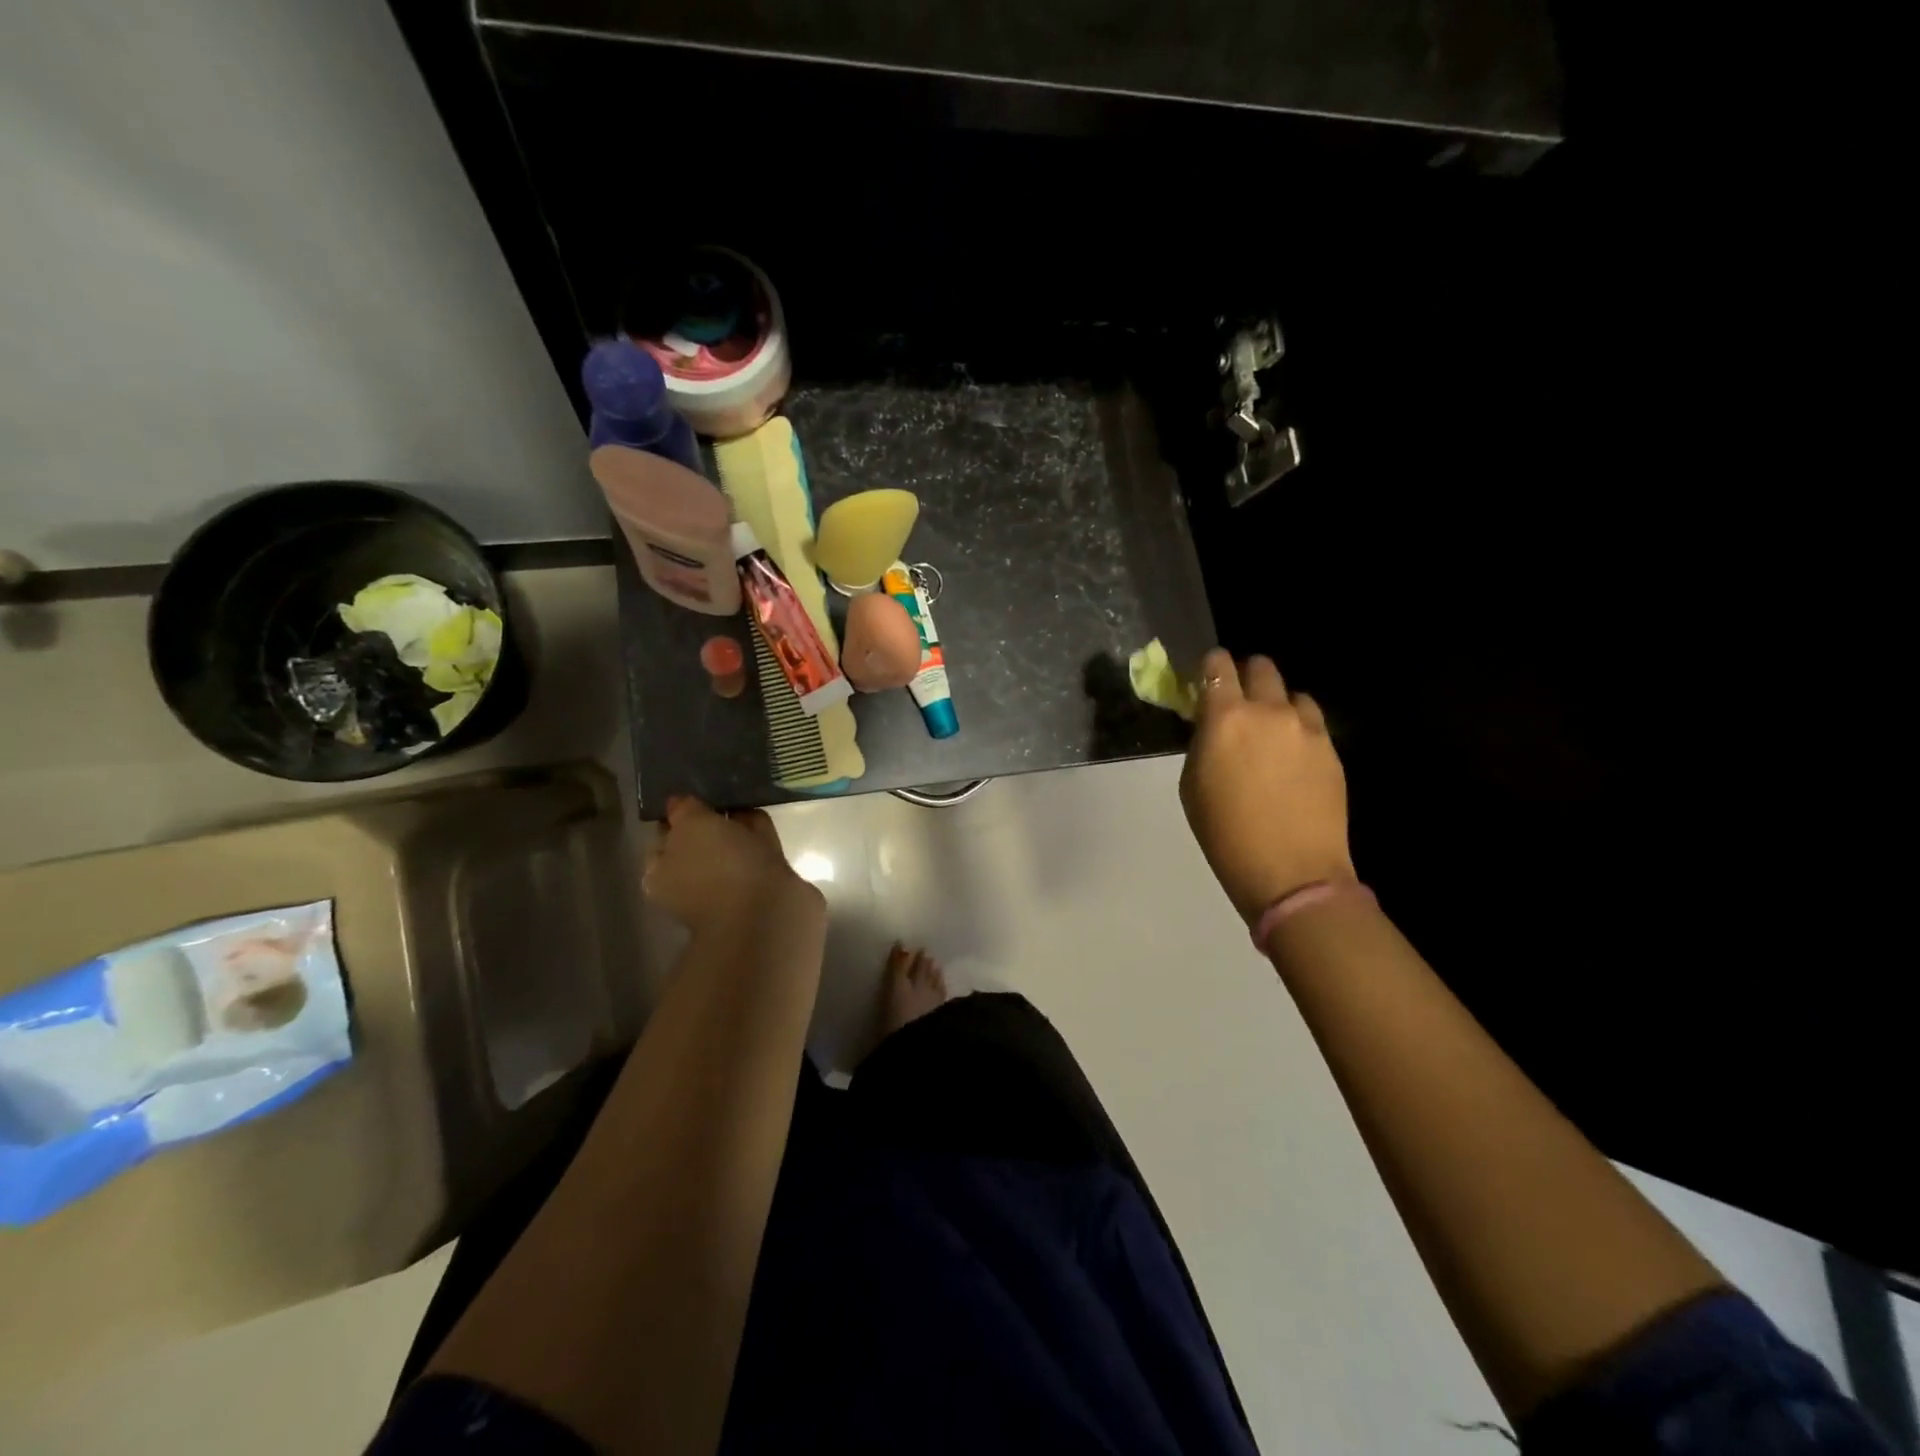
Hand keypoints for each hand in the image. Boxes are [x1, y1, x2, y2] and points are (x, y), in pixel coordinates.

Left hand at [643, 797, 822, 932]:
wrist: (768, 909)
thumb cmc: (718, 866)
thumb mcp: (691, 826)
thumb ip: (684, 810)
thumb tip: (678, 803)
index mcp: (663, 876)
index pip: (663, 838)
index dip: (675, 815)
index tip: (691, 792)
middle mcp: (692, 884)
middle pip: (699, 843)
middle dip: (709, 820)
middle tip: (719, 791)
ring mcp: (728, 886)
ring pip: (730, 847)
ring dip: (736, 826)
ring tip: (742, 795)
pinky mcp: (762, 885)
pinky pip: (756, 850)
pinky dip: (757, 834)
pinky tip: (760, 812)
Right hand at [1179, 649, 1354, 922]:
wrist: (1291, 871)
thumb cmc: (1225, 833)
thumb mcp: (1192, 784)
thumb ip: (1203, 742)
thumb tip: (1213, 726)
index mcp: (1225, 718)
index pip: (1218, 666)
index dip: (1210, 666)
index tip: (1206, 678)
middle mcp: (1269, 711)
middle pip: (1261, 667)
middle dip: (1246, 676)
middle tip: (1238, 703)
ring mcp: (1307, 728)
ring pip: (1291, 693)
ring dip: (1277, 704)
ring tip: (1270, 732)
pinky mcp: (1331, 748)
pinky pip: (1312, 721)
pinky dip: (1298, 727)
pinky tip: (1291, 757)